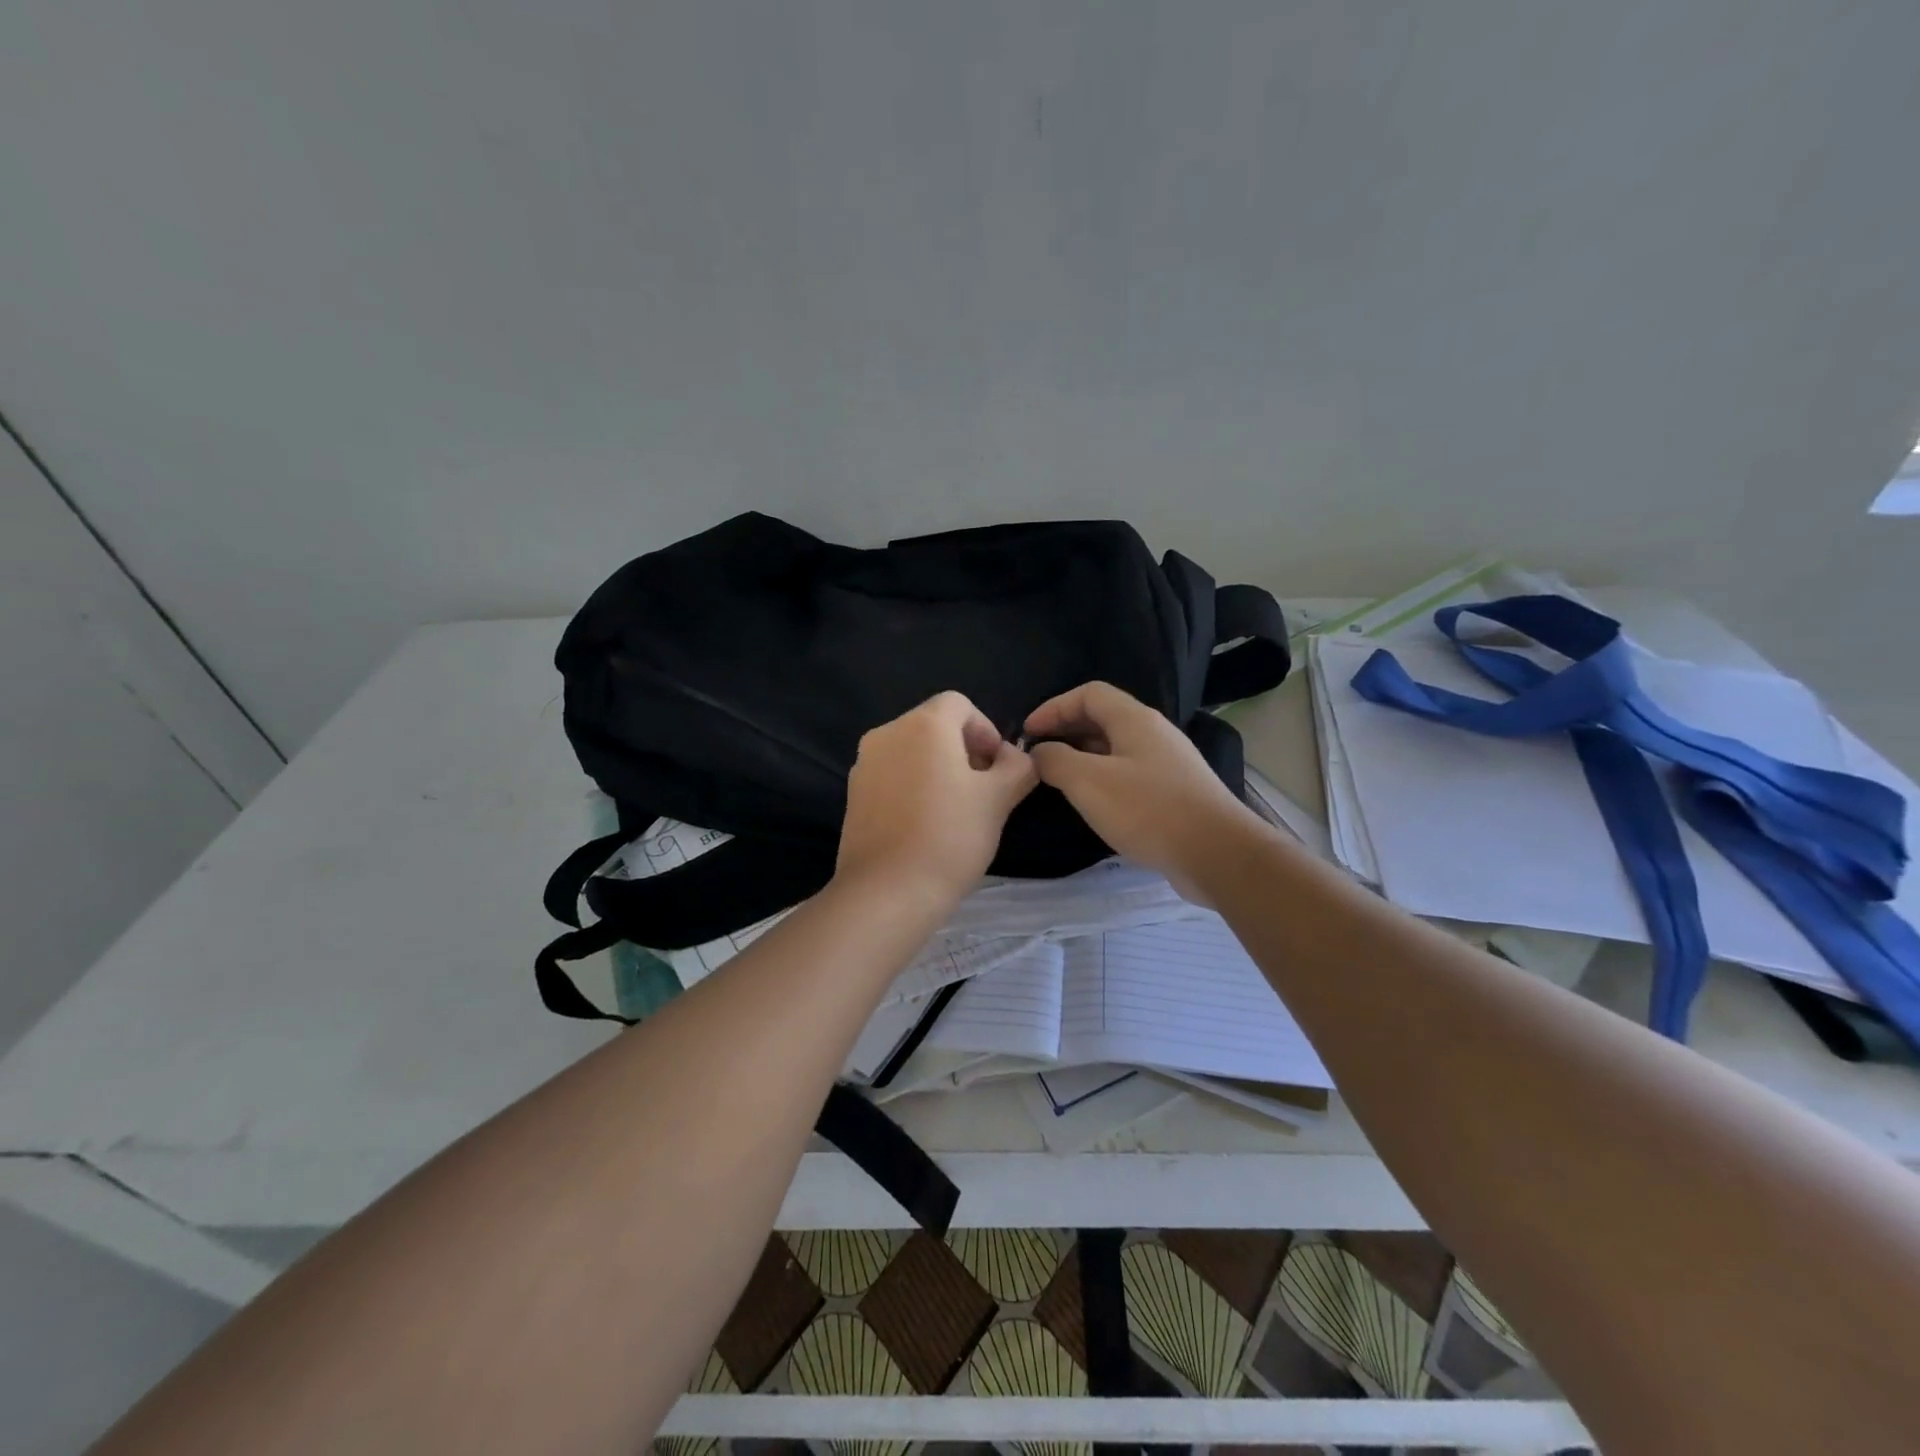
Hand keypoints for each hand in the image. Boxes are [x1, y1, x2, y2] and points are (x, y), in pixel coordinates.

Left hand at [835, 691, 1038, 909]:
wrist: (887, 892)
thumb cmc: (950, 837)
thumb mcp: (999, 799)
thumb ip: (1017, 767)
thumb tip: (1015, 756)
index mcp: (923, 725)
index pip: (960, 704)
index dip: (986, 729)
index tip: (997, 768)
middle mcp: (887, 733)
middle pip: (934, 725)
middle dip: (963, 749)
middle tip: (982, 790)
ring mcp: (864, 764)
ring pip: (911, 751)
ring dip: (938, 768)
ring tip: (955, 810)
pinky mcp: (853, 794)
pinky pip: (891, 775)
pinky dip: (912, 786)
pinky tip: (925, 825)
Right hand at [1025, 681, 1258, 898]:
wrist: (1217, 853)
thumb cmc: (1148, 810)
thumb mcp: (1088, 782)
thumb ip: (1055, 760)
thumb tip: (1039, 751)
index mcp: (1135, 719)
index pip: (1088, 694)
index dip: (1054, 707)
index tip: (1027, 732)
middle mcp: (1154, 733)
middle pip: (1103, 718)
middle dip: (1066, 730)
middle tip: (1038, 755)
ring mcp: (1167, 763)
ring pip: (1116, 747)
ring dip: (1083, 756)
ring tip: (1057, 778)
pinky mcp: (1174, 792)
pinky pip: (1129, 772)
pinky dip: (1103, 778)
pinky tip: (1092, 802)